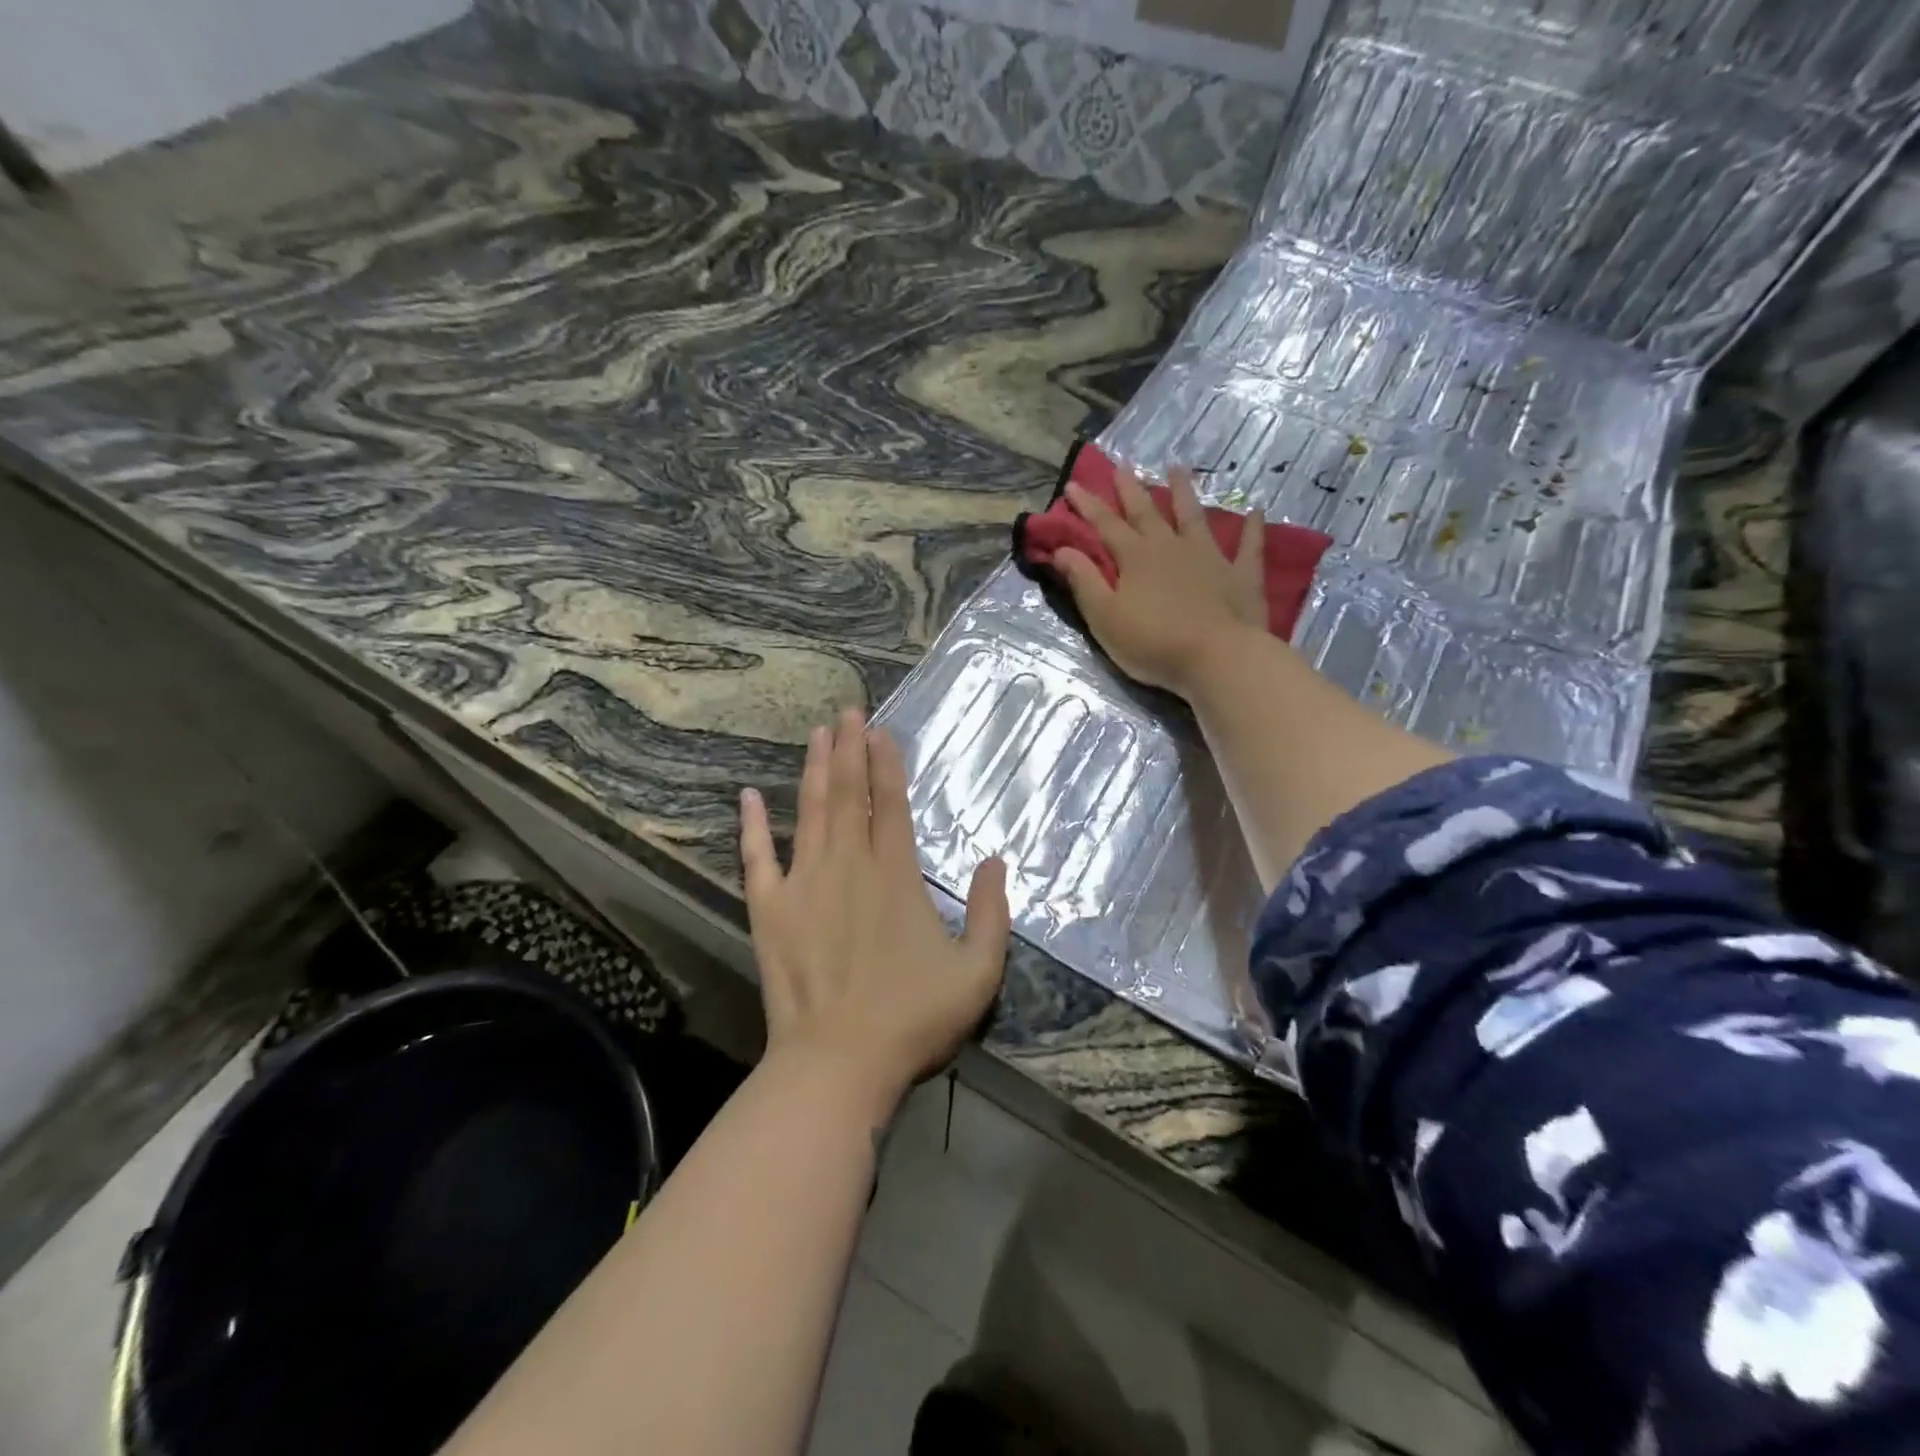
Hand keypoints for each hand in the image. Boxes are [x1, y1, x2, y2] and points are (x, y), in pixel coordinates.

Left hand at [739, 708, 1010, 1109]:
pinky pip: (757, 857)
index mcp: (896, 875)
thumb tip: (995, 860)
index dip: (886, 764)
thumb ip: (992, 913)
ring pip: (809, 812)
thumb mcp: (977, 971)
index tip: (879, 730)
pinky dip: (752, 826)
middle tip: (846, 710)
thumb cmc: (912, 1018)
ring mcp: (804, 884)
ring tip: (817, 733)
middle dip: (849, 748)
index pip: (890, 804)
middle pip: (848, 795)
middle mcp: (849, 865)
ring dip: (814, 770)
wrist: (838, 1063)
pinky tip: (747, 797)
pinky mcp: (769, 909)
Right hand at [1055, 466, 1266, 697]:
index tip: (1073, 484)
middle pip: (1147, 513)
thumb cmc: (1153, 642)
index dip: (1088, 505)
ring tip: (1177, 469)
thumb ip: (1084, 581)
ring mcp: (1210, 557)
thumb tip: (1061, 549)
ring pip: (1193, 517)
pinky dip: (1252, 528)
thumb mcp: (1105, 617)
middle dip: (1131, 490)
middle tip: (1122, 465)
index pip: (1105, 525)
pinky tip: (1256, 511)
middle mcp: (1171, 547)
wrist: (1217, 658)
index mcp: (1135, 558)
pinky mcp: (1242, 575)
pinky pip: (1248, 546)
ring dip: (1184, 493)